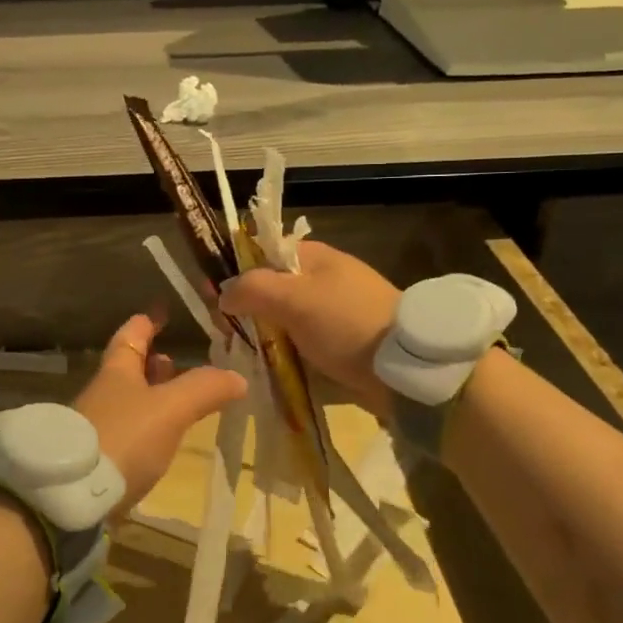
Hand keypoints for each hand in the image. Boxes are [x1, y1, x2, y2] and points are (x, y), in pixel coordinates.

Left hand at [74, 313, 247, 512]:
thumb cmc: (122, 438)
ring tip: (177, 402)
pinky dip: (146, 428)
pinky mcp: (97, 459)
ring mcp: (96, 426)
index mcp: (117, 372)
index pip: (131, 335)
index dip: (147, 322)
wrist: (69, 496)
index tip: (161, 312)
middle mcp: (103, 393)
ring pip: (127, 401)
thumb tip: (237, 376)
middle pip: (128, 369)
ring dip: (151, 397)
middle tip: (175, 362)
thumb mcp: (170, 409)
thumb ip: (204, 390)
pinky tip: (160, 441)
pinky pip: (126, 432)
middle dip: (152, 362)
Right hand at [218, 240, 400, 414]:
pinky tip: (269, 369)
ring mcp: (335, 314)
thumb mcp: (293, 298)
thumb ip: (252, 288)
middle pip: (273, 289)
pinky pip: (302, 344)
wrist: (405, 369)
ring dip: (264, 336)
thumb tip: (222, 293)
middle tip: (227, 334)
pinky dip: (285, 354)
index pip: (265, 253)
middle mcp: (325, 280)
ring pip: (285, 320)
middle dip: (248, 310)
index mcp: (316, 258)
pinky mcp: (343, 344)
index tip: (216, 298)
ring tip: (242, 356)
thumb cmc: (346, 323)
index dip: (238, 271)